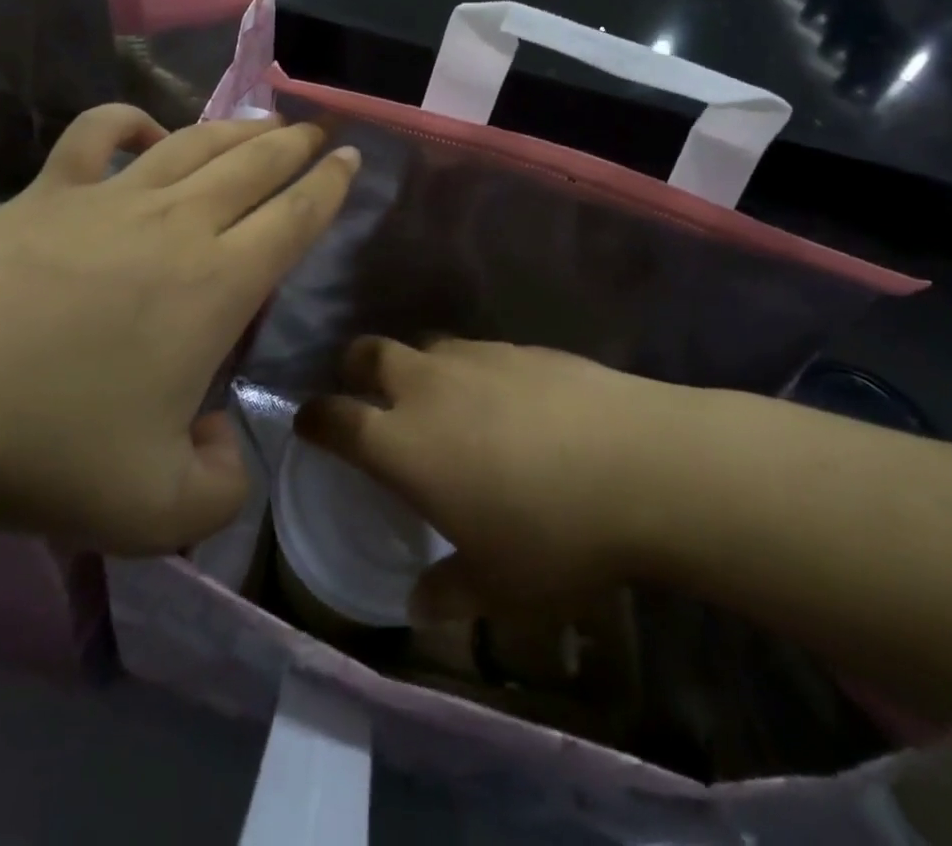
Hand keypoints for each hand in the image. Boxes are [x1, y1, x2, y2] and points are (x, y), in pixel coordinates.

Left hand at [0, 107, 359, 554]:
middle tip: (319, 131)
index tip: (351, 158)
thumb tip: (223, 442)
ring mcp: (108, 198)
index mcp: (217, 284)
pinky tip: (144, 131)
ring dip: (236, 128)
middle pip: (254, 164)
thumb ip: (220, 487)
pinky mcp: (45, 192)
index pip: (295, 217)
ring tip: (261, 121)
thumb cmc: (42, 449)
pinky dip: (130, 121)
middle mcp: (176, 224)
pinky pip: (99, 134)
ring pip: (193, 143)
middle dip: (296, 144)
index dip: (331, 186)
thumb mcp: (155, 511)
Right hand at [296, 339, 673, 619]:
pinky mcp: (521, 346)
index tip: (311, 424)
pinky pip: (477, 351)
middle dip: (357, 369)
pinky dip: (472, 370)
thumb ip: (448, 593)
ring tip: (445, 403)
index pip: (334, 418)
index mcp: (403, 443)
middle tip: (370, 396)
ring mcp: (476, 357)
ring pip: (425, 347)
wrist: (640, 464)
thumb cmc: (553, 535)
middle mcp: (428, 387)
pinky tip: (507, 402)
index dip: (315, 419)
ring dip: (419, 368)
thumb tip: (419, 604)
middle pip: (368, 353)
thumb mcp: (498, 587)